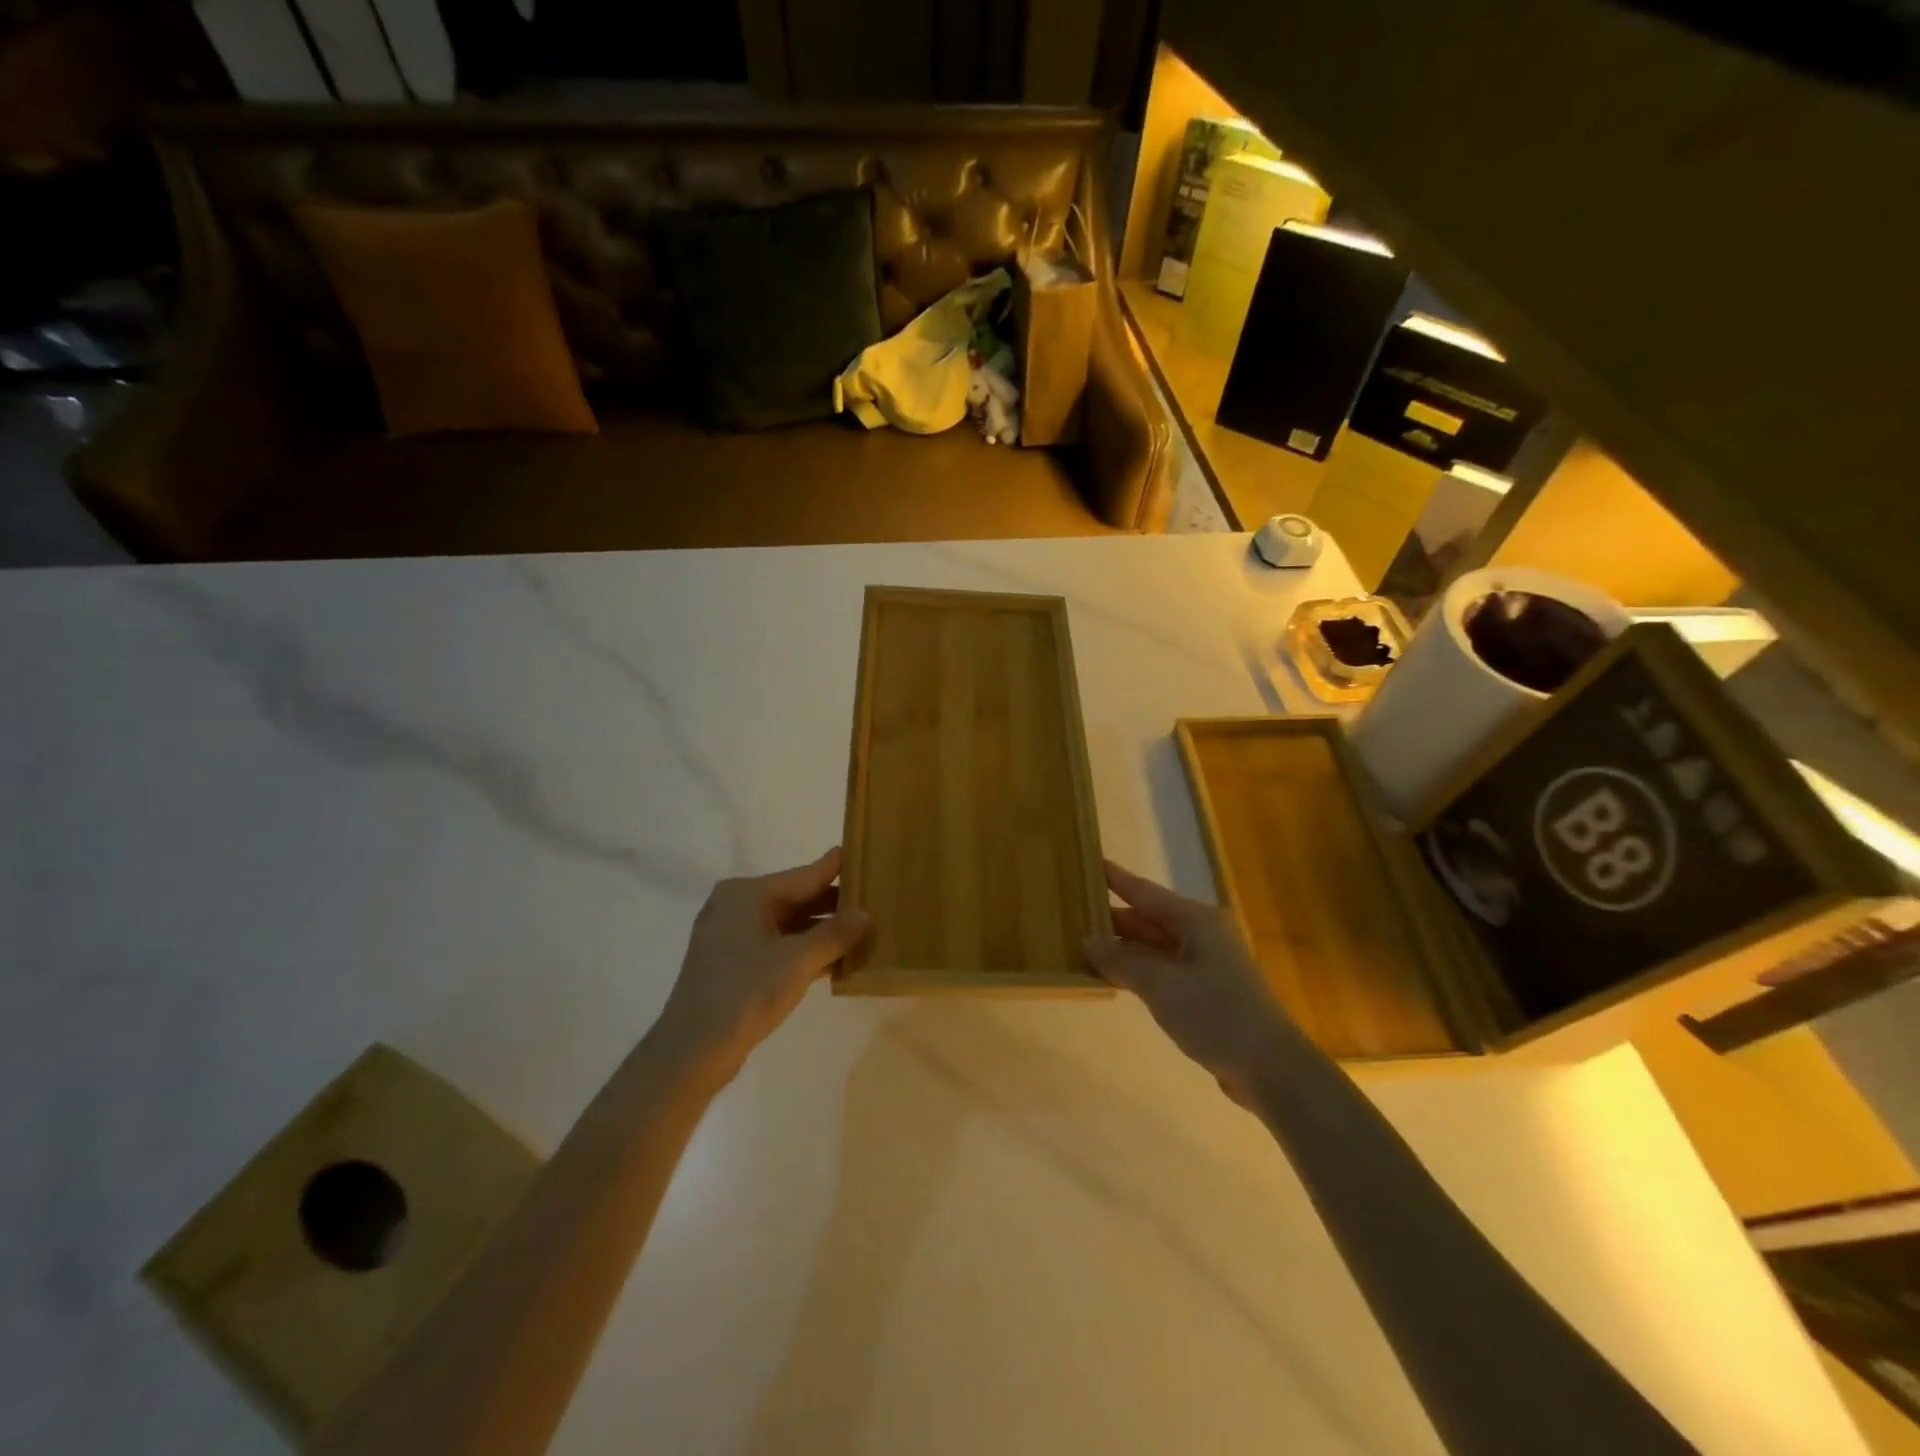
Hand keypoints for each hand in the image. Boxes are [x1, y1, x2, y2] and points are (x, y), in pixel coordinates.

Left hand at [656, 848, 869, 1076]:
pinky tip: (836, 961)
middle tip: (875, 901)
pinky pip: (777, 947)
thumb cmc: (745, 992)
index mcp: (746, 894)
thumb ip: (834, 935)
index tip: (865, 855)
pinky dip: (804, 951)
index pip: (804, 875)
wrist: (692, 1051)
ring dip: (822, 932)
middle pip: (796, 898)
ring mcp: (732, 937)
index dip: (836, 868)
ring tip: (863, 932)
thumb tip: (865, 915)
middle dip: (833, 905)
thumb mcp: (798, 961)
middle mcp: (736, 907)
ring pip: (788, 925)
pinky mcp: (733, 965)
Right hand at [1083, 861, 1295, 1096]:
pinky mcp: (1205, 992)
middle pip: (1148, 919)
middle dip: (1111, 918)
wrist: (1271, 1068)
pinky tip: (1111, 977)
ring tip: (1081, 944)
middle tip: (1071, 913)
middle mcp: (1200, 934)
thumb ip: (1121, 960)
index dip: (1115, 879)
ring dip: (1121, 948)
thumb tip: (1087, 940)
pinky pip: (1161, 970)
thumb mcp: (1161, 984)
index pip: (1145, 892)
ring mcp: (1204, 964)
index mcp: (1195, 920)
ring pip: (1153, 946)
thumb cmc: (1216, 1014)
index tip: (1089, 863)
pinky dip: (1136, 970)